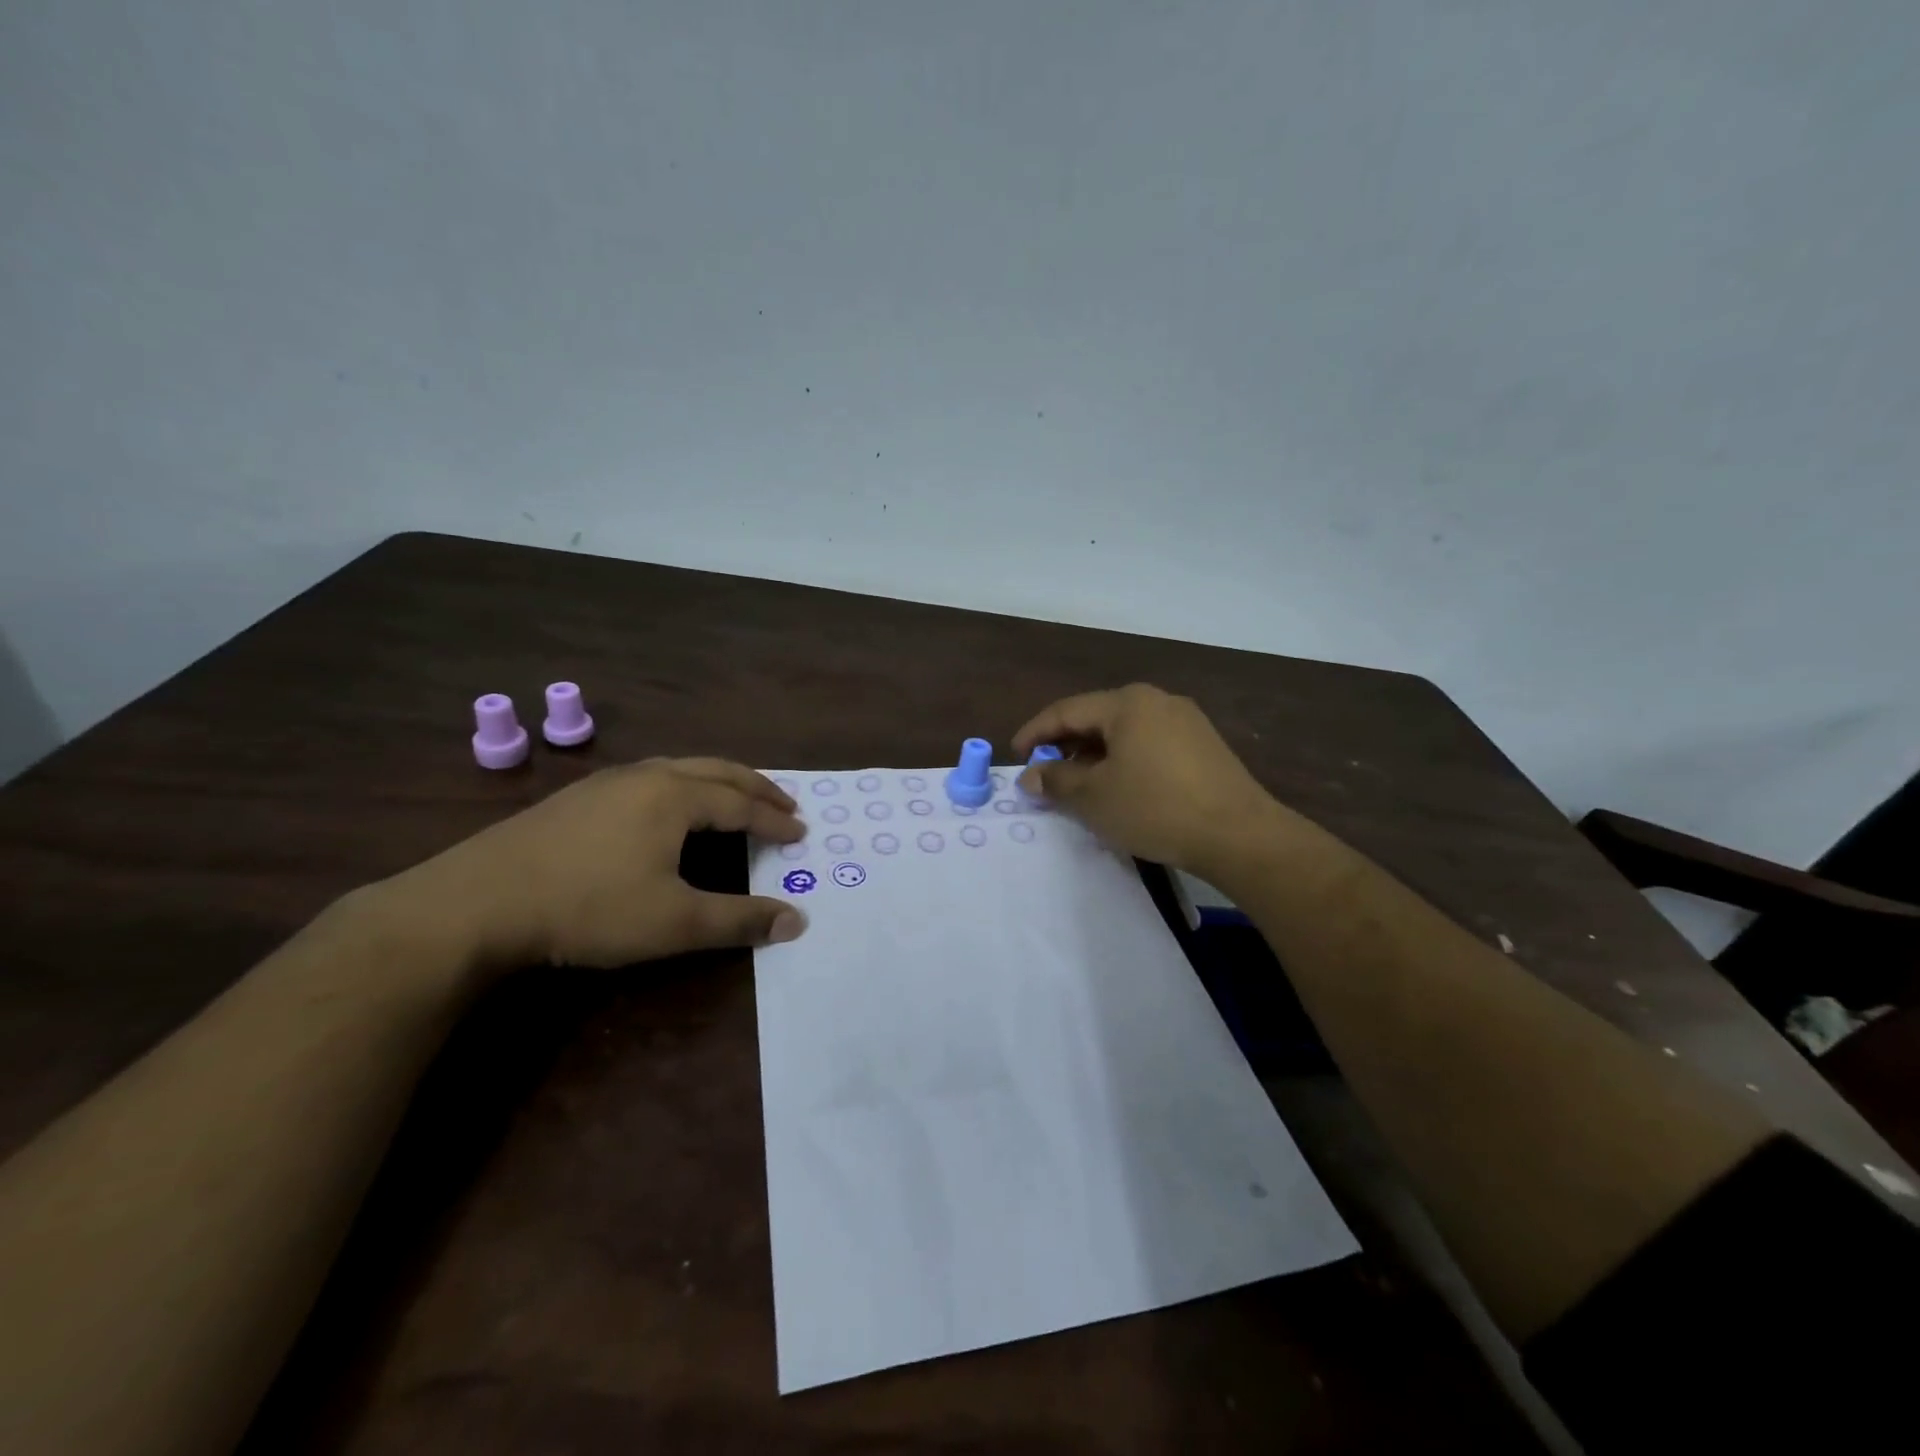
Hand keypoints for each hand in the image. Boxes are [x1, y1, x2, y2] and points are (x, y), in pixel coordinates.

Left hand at [389, 758, 807, 971]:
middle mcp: (647, 776)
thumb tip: (797, 920)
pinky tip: (668, 805)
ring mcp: (608, 782)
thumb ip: (739, 920)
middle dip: (756, 787)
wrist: (476, 903)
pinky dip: (683, 784)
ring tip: (736, 797)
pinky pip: (650, 777)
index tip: (801, 832)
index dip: (774, 821)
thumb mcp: (674, 922)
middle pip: (717, 771)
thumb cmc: (588, 907)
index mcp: (675, 797)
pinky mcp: (578, 797)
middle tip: (785, 803)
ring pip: (680, 767)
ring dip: (719, 780)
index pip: (741, 804)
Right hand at [1013, 684, 1289, 879]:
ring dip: (1095, 755)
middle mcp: (1157, 700)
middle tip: (1045, 773)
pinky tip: (1120, 787)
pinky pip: (1149, 744)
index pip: (1066, 711)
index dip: (1035, 733)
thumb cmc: (1155, 808)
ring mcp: (1185, 721)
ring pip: (1125, 732)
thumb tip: (1031, 775)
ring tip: (1079, 784)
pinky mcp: (1204, 745)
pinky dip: (1124, 760)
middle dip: (1066, 745)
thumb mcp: (1094, 797)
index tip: (1015, 755)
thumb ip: (1056, 781)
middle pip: (1097, 717)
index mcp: (1127, 703)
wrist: (1239, 835)